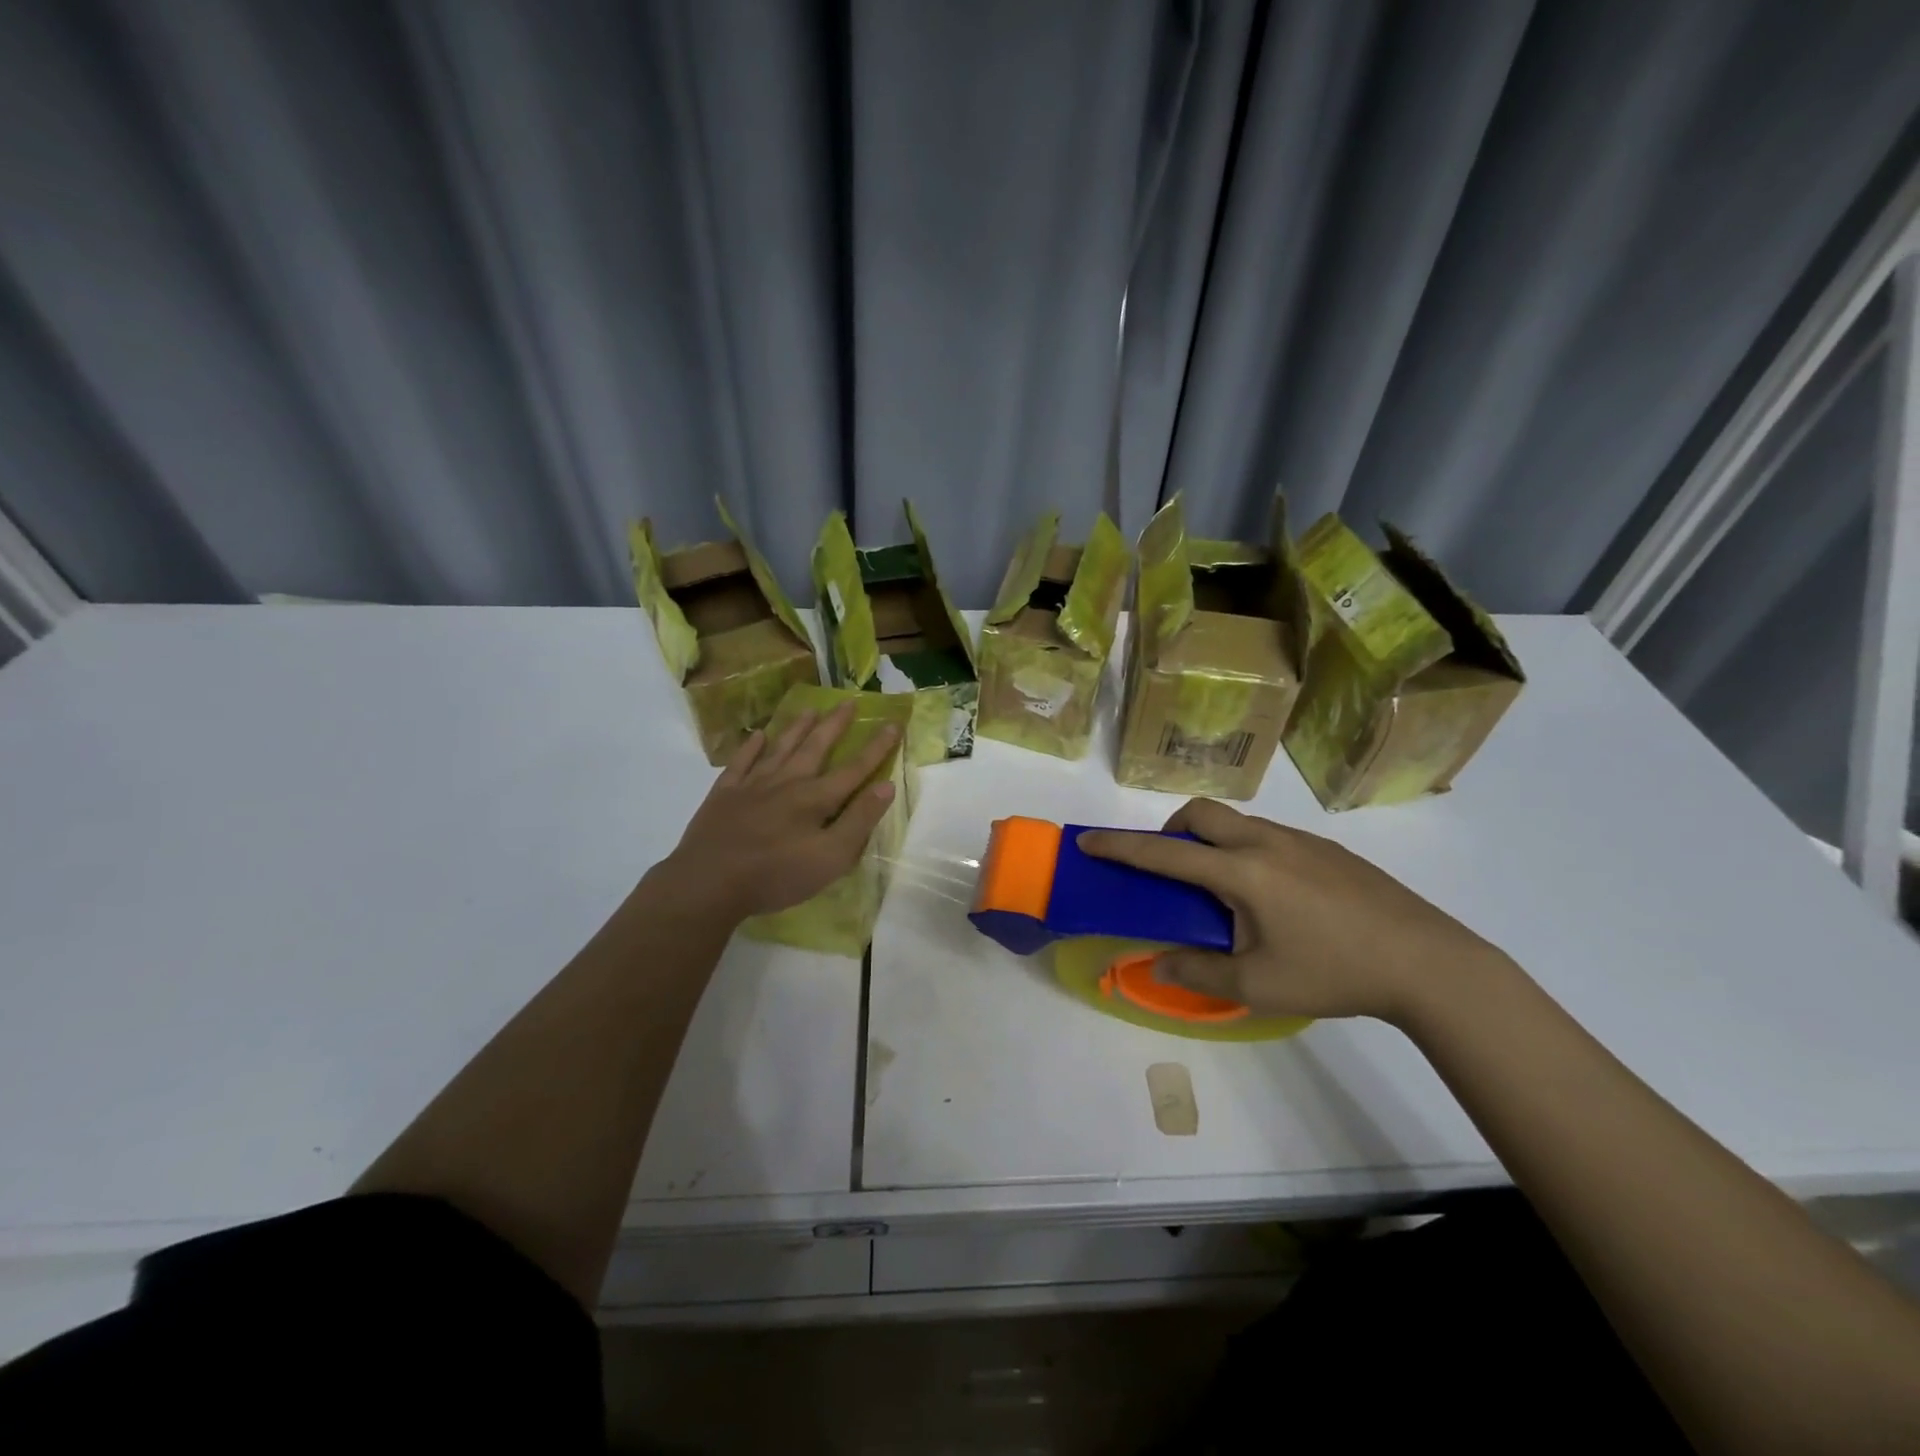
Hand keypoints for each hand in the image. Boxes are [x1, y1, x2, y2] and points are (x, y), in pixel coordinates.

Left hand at [649, 702, 899, 923]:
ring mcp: (752, 785)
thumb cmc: (775, 876)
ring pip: (780, 748)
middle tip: (849, 701)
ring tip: (810, 709)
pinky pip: (741, 763)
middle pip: (816, 748)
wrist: (708, 883)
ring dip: (797, 728)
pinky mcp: (724, 795)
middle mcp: (786, 782)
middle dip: (835, 725)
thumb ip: (859, 821)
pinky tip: (757, 736)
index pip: (854, 769)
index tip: (893, 723)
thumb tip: (886, 786)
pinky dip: (751, 748)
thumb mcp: (830, 858)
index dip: (876, 747)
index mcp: (815, 799)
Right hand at [1077, 799, 1511, 1024]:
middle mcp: (1266, 843)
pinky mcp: (1328, 850)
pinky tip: (1272, 896)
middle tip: (1170, 866)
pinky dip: (1245, 849)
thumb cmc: (1335, 972)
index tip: (1088, 840)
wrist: (1428, 962)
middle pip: (1201, 812)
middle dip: (1171, 829)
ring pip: (1237, 821)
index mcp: (1242, 872)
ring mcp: (1301, 841)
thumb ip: (1199, 971)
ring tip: (1223, 890)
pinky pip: (1267, 834)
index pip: (1165, 853)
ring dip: (1211, 841)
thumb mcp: (1259, 985)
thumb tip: (1157, 963)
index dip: (1121, 847)